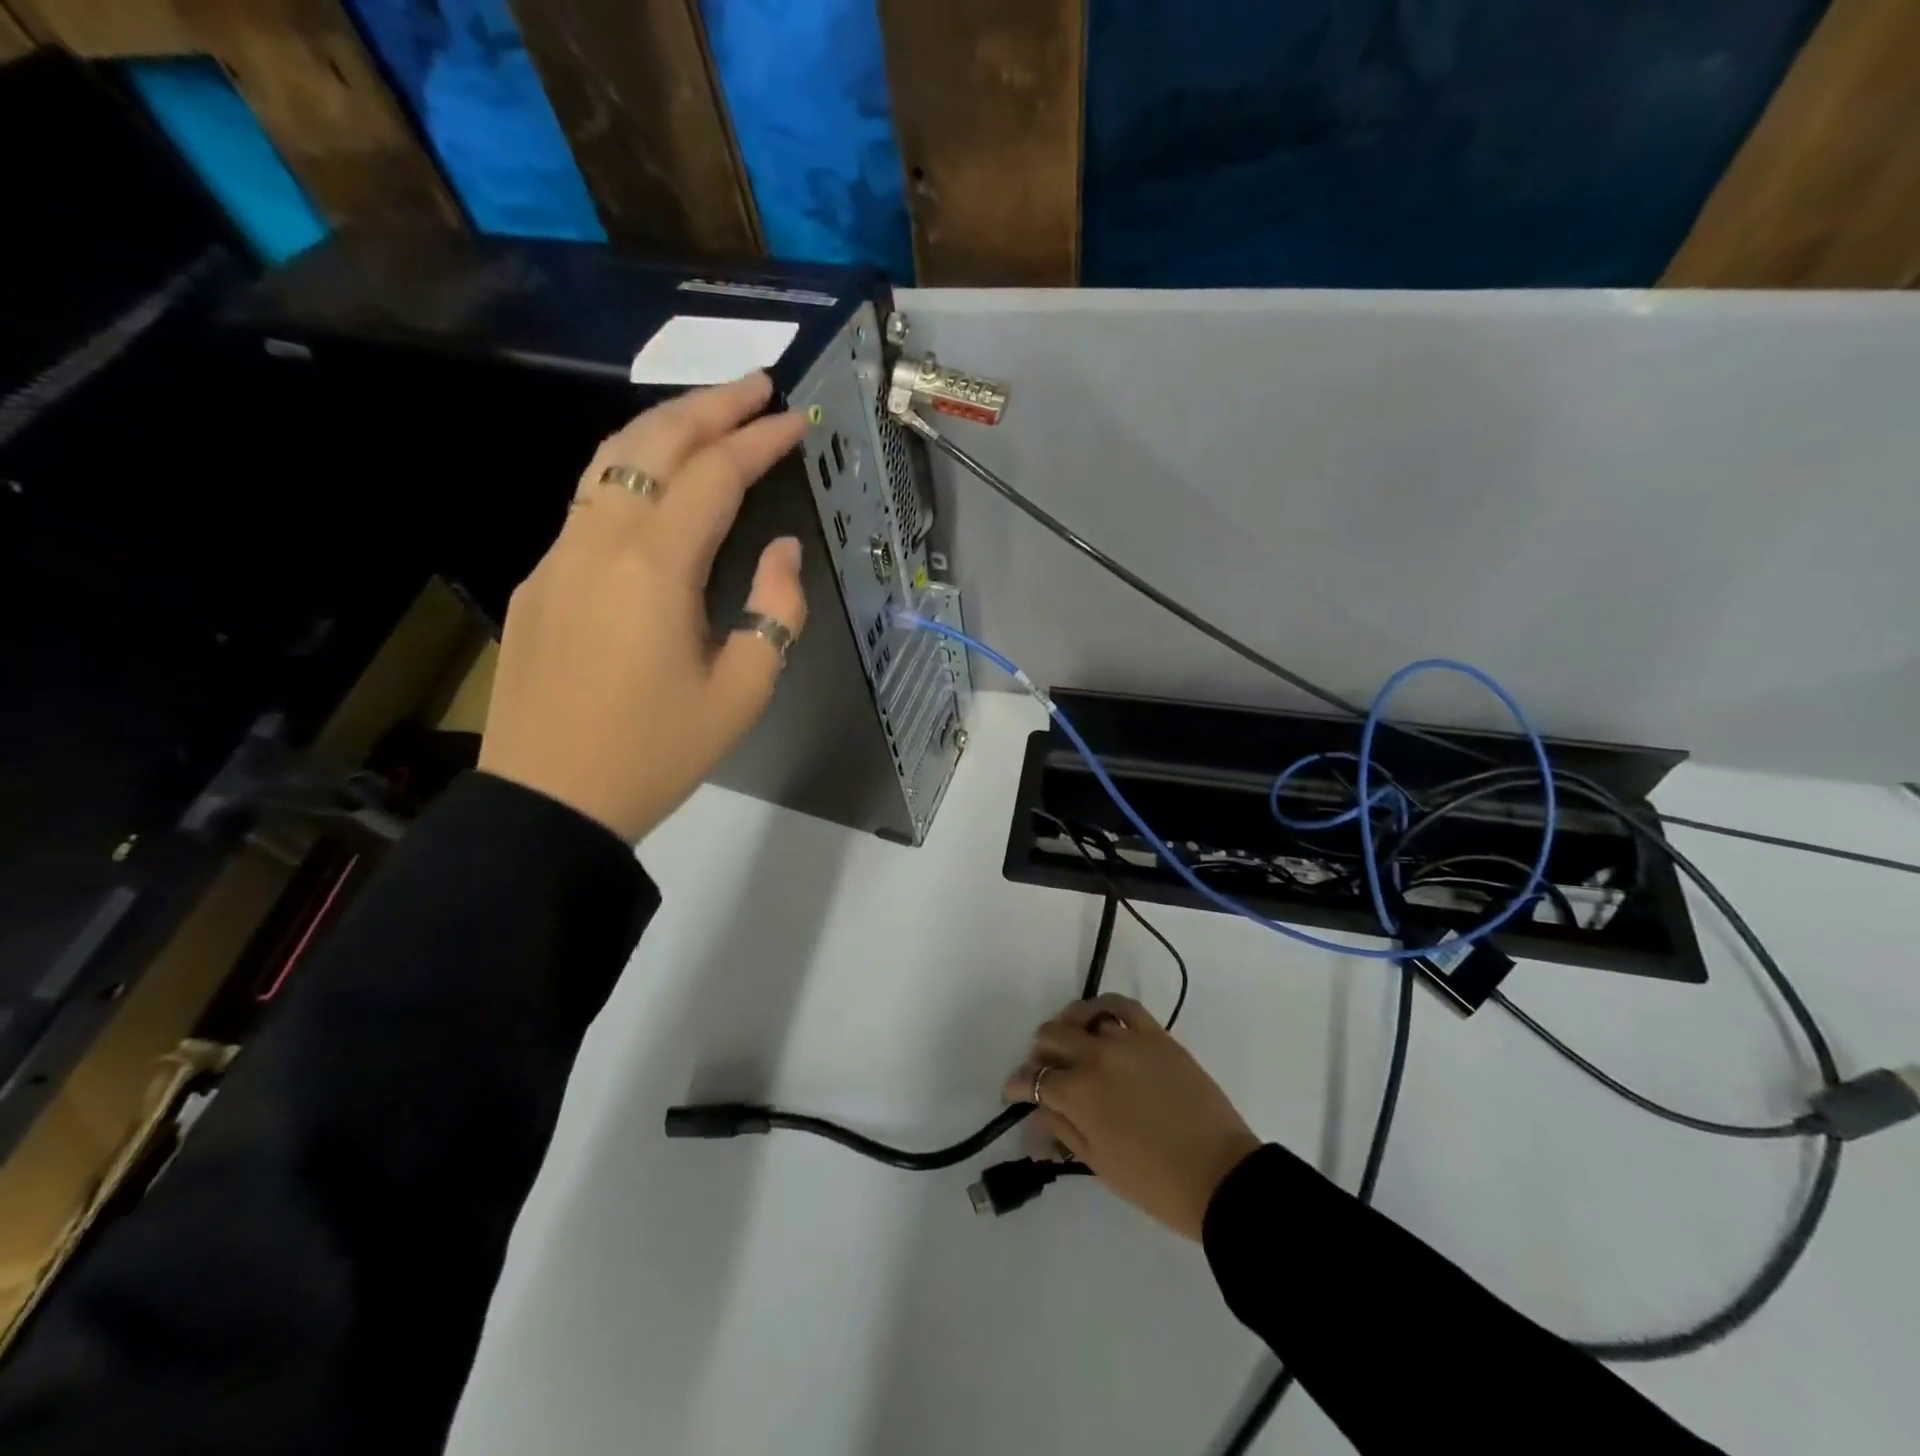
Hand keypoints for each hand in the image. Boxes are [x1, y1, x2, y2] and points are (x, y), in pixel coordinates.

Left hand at [478, 374, 809, 842]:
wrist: (552, 800)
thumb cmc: (659, 752)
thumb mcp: (745, 691)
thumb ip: (776, 610)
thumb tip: (779, 550)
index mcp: (655, 568)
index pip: (713, 475)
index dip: (758, 440)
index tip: (796, 420)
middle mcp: (599, 541)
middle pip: (653, 444)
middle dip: (709, 406)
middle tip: (756, 384)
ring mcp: (558, 555)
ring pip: (609, 462)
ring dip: (663, 426)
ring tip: (709, 414)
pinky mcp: (538, 579)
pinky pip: (588, 501)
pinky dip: (630, 469)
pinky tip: (655, 481)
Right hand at [1003, 994, 1262, 1239]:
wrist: (1221, 1177)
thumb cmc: (1155, 1183)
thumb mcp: (1099, 1163)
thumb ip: (1062, 1129)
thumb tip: (1034, 1114)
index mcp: (1079, 1094)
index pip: (1032, 1079)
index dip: (1016, 1086)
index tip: (1012, 1093)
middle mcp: (1097, 1057)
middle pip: (1051, 1037)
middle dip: (1039, 1055)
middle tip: (1045, 1074)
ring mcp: (1128, 1041)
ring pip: (1081, 1017)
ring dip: (1068, 1032)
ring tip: (1071, 1047)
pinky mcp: (1157, 1035)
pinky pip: (1122, 1006)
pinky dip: (1103, 1009)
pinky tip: (1098, 1020)